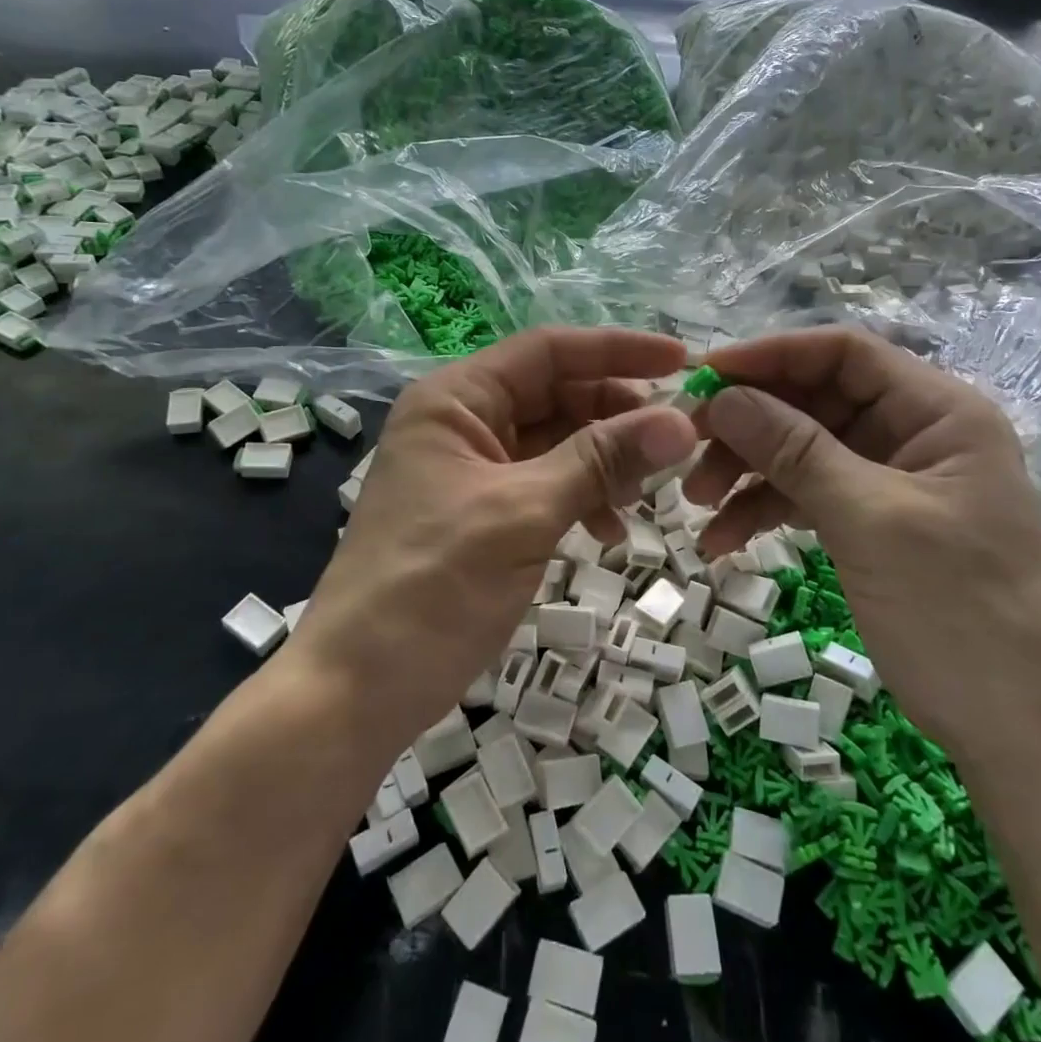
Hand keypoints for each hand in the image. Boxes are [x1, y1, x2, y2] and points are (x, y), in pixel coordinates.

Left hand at [293, 328, 696, 749]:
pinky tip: (609, 530)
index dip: (616, 351)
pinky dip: (581, 499)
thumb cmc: (433, 587)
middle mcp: (462, 423)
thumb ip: (601, 461)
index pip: (547, 351)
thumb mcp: (523, 514)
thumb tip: (682, 421)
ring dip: (603, 461)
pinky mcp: (482, 515)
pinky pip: (545, 486)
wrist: (357, 690)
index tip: (682, 363)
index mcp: (456, 400)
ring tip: (643, 494)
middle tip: (674, 441)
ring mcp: (471, 472)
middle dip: (615, 414)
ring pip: (555, 443)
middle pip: (555, 394)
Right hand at [685, 327, 1040, 766]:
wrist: (1022, 730)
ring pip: (803, 452)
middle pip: (814, 402)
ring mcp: (891, 481)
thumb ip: (794, 451)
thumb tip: (722, 397)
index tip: (704, 375)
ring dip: (747, 473)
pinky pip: (808, 497)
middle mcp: (914, 434)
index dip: (771, 355)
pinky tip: (722, 540)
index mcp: (938, 412)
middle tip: (688, 450)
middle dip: (749, 425)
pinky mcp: (873, 524)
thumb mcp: (869, 520)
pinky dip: (766, 512)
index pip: (843, 354)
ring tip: (697, 506)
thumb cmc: (959, 611)